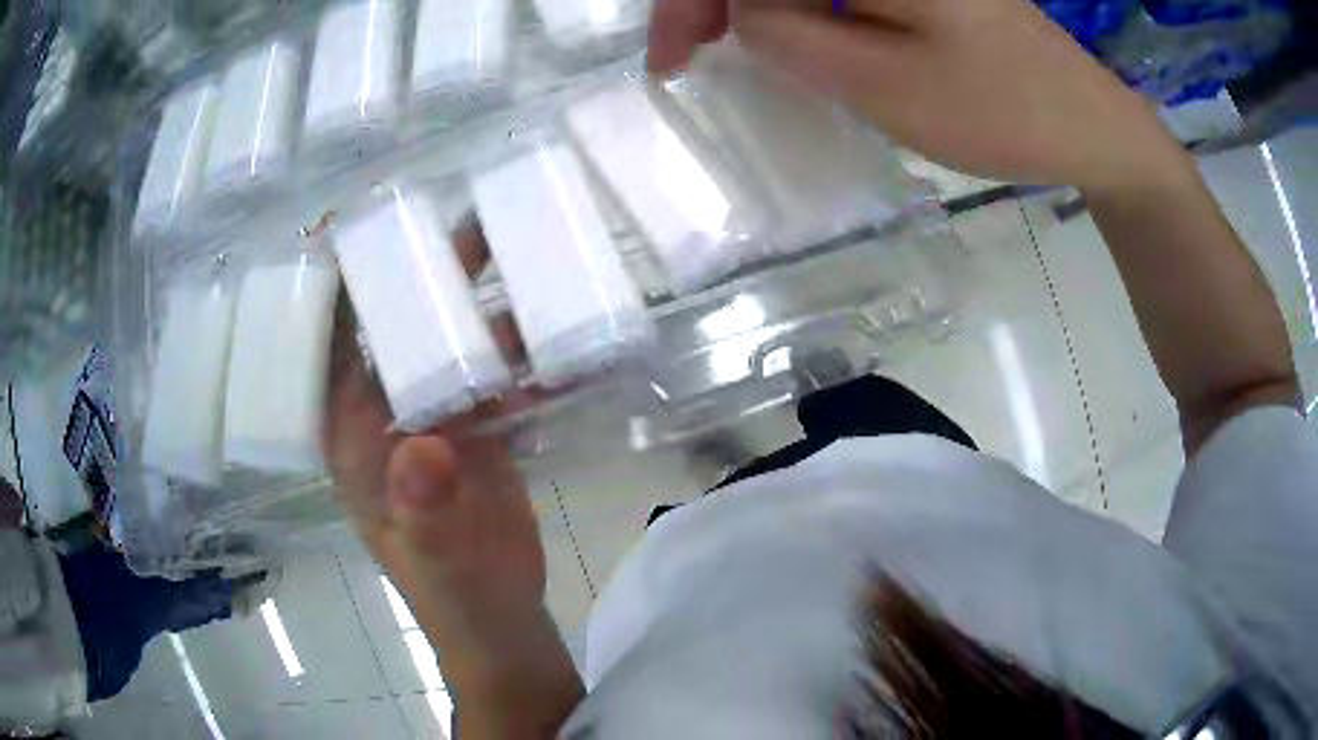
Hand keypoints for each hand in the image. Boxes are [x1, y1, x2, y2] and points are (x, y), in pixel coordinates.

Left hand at [323, 221, 550, 686]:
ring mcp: (437, 422)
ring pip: (452, 349)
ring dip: (481, 309)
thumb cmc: (452, 594)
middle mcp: (388, 419)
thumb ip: (423, 507)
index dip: (345, 290)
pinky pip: (496, 378)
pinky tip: (557, 327)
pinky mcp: (479, 434)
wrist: (502, 619)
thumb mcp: (432, 557)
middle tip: (471, 226)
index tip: (370, 233)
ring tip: (521, 255)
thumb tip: (425, 447)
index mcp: (355, 439)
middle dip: (428, 281)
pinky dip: (522, 354)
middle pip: (400, 334)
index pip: (336, 350)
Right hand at [649, 0, 1184, 191]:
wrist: (1091, 126)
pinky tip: (788, 36)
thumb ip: (795, 38)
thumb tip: (740, 14)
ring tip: (725, 49)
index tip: (669, 59)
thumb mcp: (886, 85)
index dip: (687, 0)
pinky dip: (793, 6)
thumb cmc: (1004, 111)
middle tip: (686, 55)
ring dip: (748, 2)